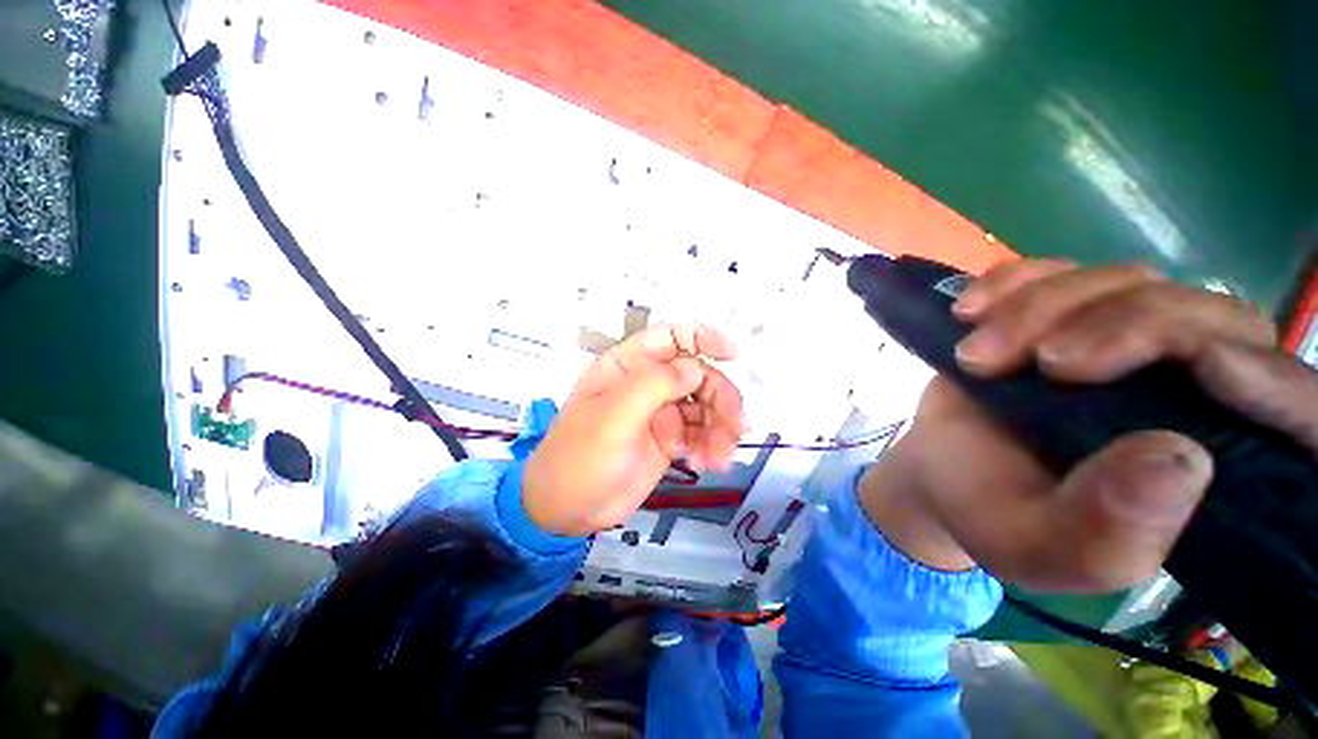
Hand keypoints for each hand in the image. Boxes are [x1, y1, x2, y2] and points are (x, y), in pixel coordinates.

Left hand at [523, 324, 745, 535]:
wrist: (568, 510)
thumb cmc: (579, 458)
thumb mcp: (612, 418)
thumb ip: (654, 386)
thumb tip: (695, 368)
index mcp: (627, 367)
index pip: (669, 338)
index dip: (702, 338)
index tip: (732, 353)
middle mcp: (647, 384)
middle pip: (697, 375)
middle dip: (720, 398)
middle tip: (735, 427)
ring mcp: (660, 412)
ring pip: (704, 406)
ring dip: (721, 427)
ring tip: (720, 456)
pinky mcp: (669, 439)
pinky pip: (701, 433)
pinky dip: (712, 445)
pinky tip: (709, 463)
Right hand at [861, 260, 1316, 591]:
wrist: (937, 470)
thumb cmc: (993, 517)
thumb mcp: (1043, 548)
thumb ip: (1109, 530)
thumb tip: (1180, 458)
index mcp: (1210, 466)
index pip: (1299, 413)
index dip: (1273, 383)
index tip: (1203, 369)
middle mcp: (1188, 391)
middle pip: (1207, 318)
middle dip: (1123, 328)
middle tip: (1043, 364)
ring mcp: (1123, 341)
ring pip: (1127, 282)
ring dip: (1042, 309)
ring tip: (976, 357)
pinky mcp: (1064, 314)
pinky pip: (1058, 268)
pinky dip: (1013, 280)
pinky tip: (970, 311)